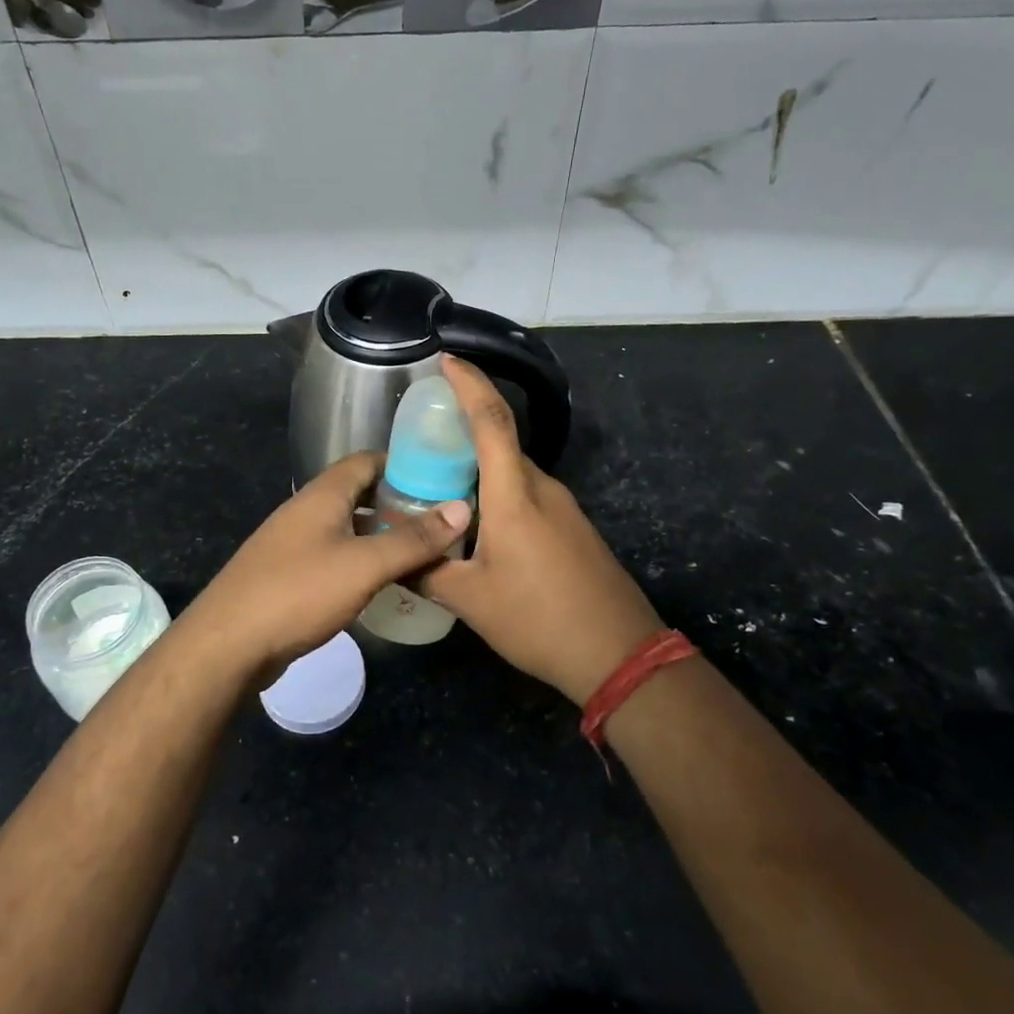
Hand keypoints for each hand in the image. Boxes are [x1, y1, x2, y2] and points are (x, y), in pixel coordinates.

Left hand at [179, 451, 471, 684]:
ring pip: (347, 528)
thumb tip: (461, 507)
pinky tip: (383, 584)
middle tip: (439, 521)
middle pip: (358, 494)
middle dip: (397, 504)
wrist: (228, 645)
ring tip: (421, 553)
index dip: (403, 464)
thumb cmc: (299, 592)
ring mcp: (293, 544)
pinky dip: (361, 562)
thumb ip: (413, 539)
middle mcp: (306, 511)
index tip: (440, 478)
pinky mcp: (288, 576)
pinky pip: (334, 557)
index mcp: (322, 495)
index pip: (366, 460)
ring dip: (381, 536)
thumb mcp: (364, 565)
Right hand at [419, 356, 663, 704]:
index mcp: (514, 494)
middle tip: (420, 438)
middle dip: (463, 429)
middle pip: (500, 442)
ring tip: (438, 485)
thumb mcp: (471, 599)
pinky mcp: (572, 528)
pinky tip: (475, 524)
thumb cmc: (539, 619)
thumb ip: (427, 570)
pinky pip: (526, 494)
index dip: (469, 384)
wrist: (619, 653)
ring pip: (512, 472)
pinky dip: (496, 493)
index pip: (491, 420)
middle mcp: (541, 488)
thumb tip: (393, 554)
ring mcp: (562, 507)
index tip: (446, 360)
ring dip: (478, 468)